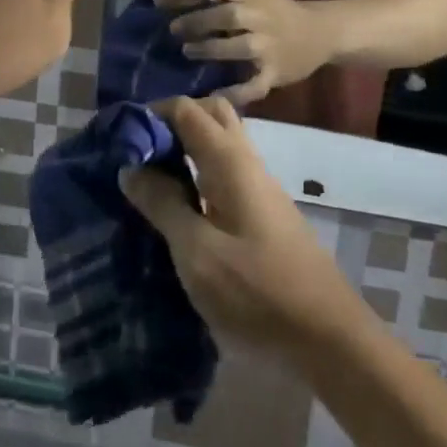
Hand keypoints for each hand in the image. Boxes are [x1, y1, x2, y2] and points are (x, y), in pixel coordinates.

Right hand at [120, 97, 364, 352]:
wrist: (328, 336)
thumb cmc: (257, 292)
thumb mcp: (197, 254)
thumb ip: (163, 205)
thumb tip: (131, 167)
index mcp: (229, 161)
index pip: (187, 109)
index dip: (151, 114)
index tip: (119, 139)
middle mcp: (247, 161)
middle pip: (210, 114)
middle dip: (172, 121)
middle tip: (139, 152)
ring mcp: (259, 186)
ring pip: (221, 142)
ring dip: (187, 146)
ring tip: (151, 177)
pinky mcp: (264, 211)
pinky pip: (227, 170)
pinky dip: (200, 171)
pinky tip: (180, 204)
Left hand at [158, 0, 330, 106]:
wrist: (320, 33)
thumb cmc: (276, 9)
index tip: (159, 4)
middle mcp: (261, 16)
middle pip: (225, 16)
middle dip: (195, 22)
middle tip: (172, 30)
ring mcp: (269, 46)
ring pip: (238, 47)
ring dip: (209, 49)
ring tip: (188, 51)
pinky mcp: (275, 73)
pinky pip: (253, 85)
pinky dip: (233, 92)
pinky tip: (212, 95)